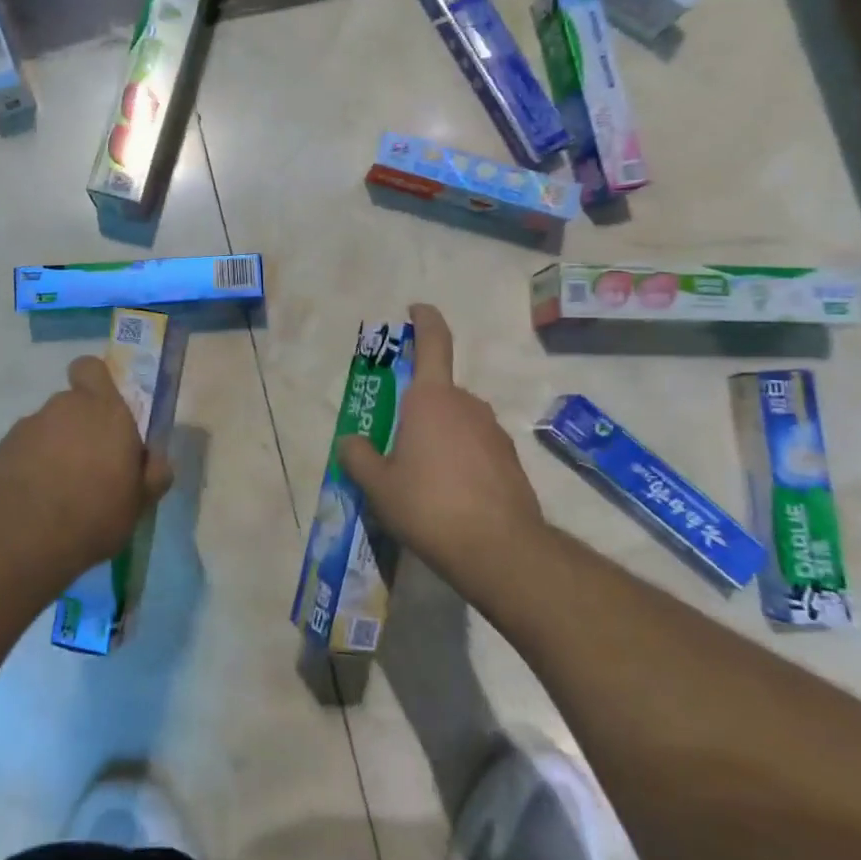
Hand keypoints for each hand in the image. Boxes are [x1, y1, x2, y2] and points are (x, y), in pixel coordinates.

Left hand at [0, 357, 174, 584]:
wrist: (18, 542)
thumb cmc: (94, 515)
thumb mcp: (139, 503)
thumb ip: (152, 474)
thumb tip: (156, 460)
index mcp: (104, 411)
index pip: (92, 369)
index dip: (96, 384)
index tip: (105, 414)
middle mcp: (64, 408)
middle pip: (73, 406)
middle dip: (81, 429)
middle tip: (92, 468)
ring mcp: (27, 428)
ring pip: (48, 430)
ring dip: (55, 451)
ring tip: (62, 494)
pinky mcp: (0, 452)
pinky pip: (24, 452)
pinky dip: (31, 469)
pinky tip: (37, 504)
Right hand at [336, 304, 545, 590]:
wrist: (499, 549)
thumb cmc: (428, 506)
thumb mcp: (378, 486)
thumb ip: (358, 457)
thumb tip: (350, 442)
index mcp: (431, 398)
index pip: (433, 341)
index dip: (425, 320)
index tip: (415, 310)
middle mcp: (466, 404)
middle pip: (437, 392)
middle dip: (416, 409)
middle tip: (395, 443)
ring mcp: (493, 431)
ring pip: (457, 422)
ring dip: (439, 437)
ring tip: (420, 479)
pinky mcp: (510, 459)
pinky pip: (475, 447)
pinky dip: (460, 460)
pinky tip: (450, 496)